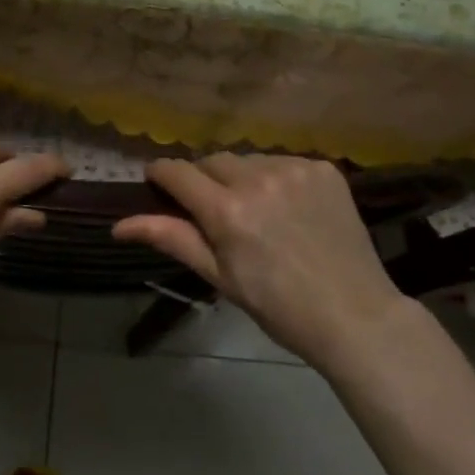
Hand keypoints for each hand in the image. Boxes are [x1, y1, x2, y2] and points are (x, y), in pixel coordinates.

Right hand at [114, 153, 404, 370]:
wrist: (356, 315)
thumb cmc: (279, 306)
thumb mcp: (220, 277)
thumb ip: (172, 239)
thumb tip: (118, 224)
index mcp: (227, 210)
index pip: (177, 171)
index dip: (161, 174)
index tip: (157, 183)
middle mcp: (258, 177)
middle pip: (212, 160)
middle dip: (204, 180)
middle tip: (215, 211)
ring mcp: (294, 168)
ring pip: (248, 158)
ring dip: (242, 177)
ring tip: (257, 210)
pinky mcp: (323, 168)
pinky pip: (283, 161)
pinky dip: (277, 178)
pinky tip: (289, 207)